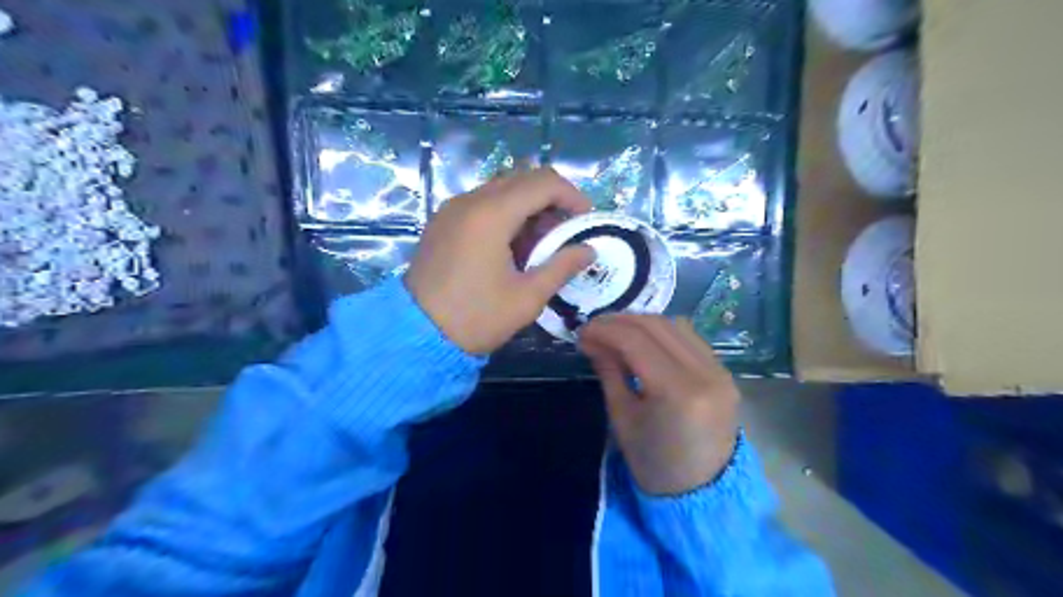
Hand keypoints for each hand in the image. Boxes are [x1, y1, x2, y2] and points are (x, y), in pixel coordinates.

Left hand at [405, 169, 594, 353]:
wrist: (416, 335)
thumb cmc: (476, 317)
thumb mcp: (527, 297)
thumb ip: (562, 266)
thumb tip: (589, 250)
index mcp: (492, 214)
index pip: (544, 182)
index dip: (572, 196)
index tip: (586, 221)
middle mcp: (470, 200)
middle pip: (522, 178)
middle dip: (552, 200)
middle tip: (566, 232)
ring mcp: (452, 209)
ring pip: (502, 189)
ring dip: (528, 206)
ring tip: (541, 243)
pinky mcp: (443, 221)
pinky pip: (482, 203)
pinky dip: (505, 213)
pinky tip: (512, 246)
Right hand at [581, 314, 740, 496]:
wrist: (703, 493)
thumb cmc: (654, 463)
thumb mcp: (622, 418)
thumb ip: (609, 371)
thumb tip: (592, 339)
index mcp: (677, 392)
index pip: (636, 341)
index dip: (604, 330)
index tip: (581, 332)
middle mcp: (705, 373)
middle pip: (657, 326)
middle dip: (619, 321)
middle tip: (593, 329)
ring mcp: (720, 370)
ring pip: (675, 325)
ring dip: (641, 323)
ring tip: (615, 332)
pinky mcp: (725, 372)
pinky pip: (689, 338)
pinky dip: (662, 332)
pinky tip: (643, 340)